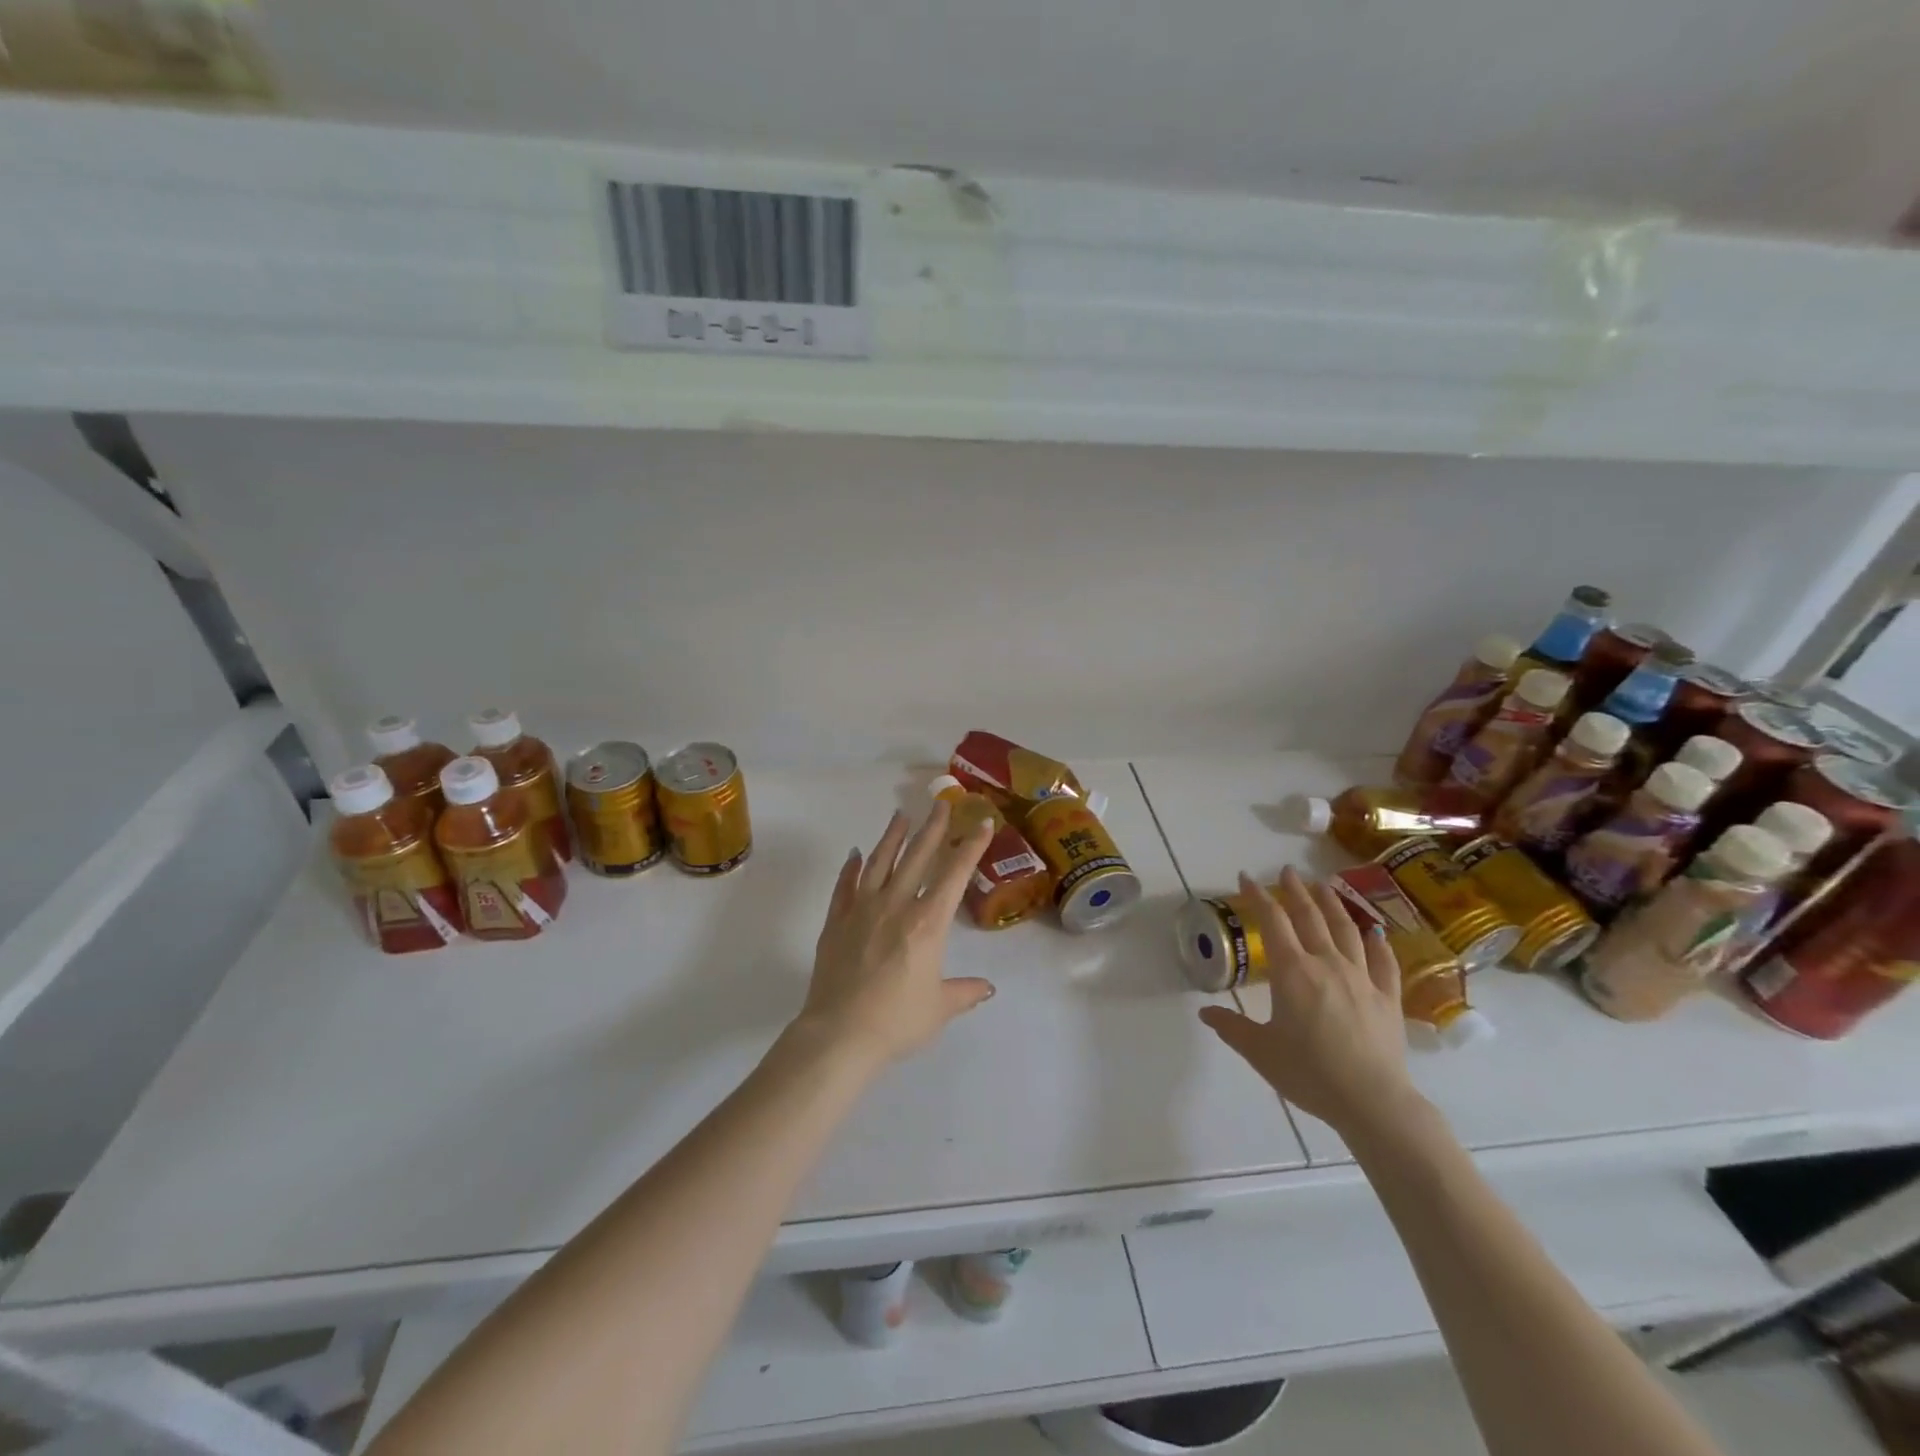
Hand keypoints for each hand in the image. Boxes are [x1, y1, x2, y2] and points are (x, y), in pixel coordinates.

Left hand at [795, 802, 997, 1065]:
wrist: (839, 1033)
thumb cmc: (897, 1021)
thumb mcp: (939, 1008)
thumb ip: (964, 992)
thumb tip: (987, 989)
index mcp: (927, 922)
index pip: (954, 874)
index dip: (970, 846)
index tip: (980, 822)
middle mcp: (896, 905)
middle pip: (917, 856)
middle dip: (932, 827)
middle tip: (940, 803)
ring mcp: (861, 909)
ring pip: (879, 862)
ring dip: (892, 837)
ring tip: (900, 816)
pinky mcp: (835, 921)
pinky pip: (845, 886)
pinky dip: (851, 868)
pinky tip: (855, 855)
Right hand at [1197, 867, 1418, 1136]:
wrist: (1372, 1101)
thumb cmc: (1309, 1073)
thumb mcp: (1260, 1051)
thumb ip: (1232, 1027)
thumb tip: (1205, 1012)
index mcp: (1292, 972)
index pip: (1272, 922)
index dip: (1258, 897)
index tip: (1246, 878)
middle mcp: (1326, 964)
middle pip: (1310, 917)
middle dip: (1295, 891)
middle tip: (1287, 871)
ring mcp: (1361, 978)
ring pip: (1346, 930)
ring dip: (1332, 904)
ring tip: (1324, 885)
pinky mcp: (1387, 997)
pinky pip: (1383, 962)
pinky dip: (1378, 943)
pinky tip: (1374, 932)